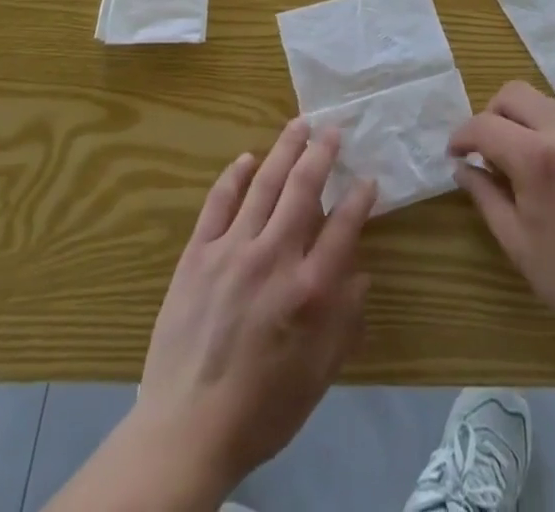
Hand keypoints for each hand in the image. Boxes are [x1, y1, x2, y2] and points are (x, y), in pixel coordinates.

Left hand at [130, 119, 377, 495]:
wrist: (186, 430)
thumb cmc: (262, 409)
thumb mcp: (319, 375)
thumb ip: (344, 320)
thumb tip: (361, 273)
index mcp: (309, 290)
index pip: (343, 226)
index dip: (360, 198)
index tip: (368, 179)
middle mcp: (274, 257)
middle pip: (303, 188)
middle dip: (322, 153)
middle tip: (333, 129)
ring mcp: (232, 250)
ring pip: (264, 184)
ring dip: (284, 149)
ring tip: (299, 125)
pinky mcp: (197, 253)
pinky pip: (218, 202)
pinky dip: (234, 176)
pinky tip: (247, 158)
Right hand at [451, 81, 554, 353]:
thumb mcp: (517, 242)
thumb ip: (484, 195)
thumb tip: (462, 168)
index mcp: (537, 157)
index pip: (484, 125)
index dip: (461, 136)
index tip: (454, 155)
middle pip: (514, 94)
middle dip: (491, 114)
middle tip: (487, 151)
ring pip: (544, 103)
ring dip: (522, 121)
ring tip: (520, 161)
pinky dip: (551, 135)